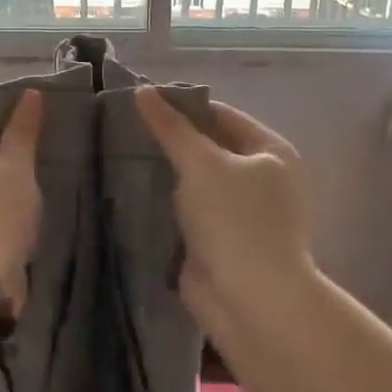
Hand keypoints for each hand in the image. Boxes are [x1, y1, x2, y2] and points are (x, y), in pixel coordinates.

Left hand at [0, 91, 44, 313]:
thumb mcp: (13, 167)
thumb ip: (23, 130)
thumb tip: (31, 95)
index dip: (18, 115)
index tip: (53, 119)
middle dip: (21, 149)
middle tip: (59, 147)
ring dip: (20, 179)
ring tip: (55, 173)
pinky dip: (14, 203)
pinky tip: (39, 203)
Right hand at [136, 88, 314, 333]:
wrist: (250, 299)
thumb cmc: (235, 220)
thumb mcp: (202, 164)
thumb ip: (172, 129)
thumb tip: (144, 92)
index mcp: (270, 152)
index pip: (222, 115)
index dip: (183, 107)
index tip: (141, 104)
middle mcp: (261, 179)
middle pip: (209, 148)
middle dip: (171, 143)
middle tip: (125, 131)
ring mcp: (240, 212)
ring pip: (196, 182)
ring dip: (165, 175)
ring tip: (121, 157)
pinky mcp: (220, 240)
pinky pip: (189, 212)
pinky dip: (166, 204)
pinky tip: (132, 194)